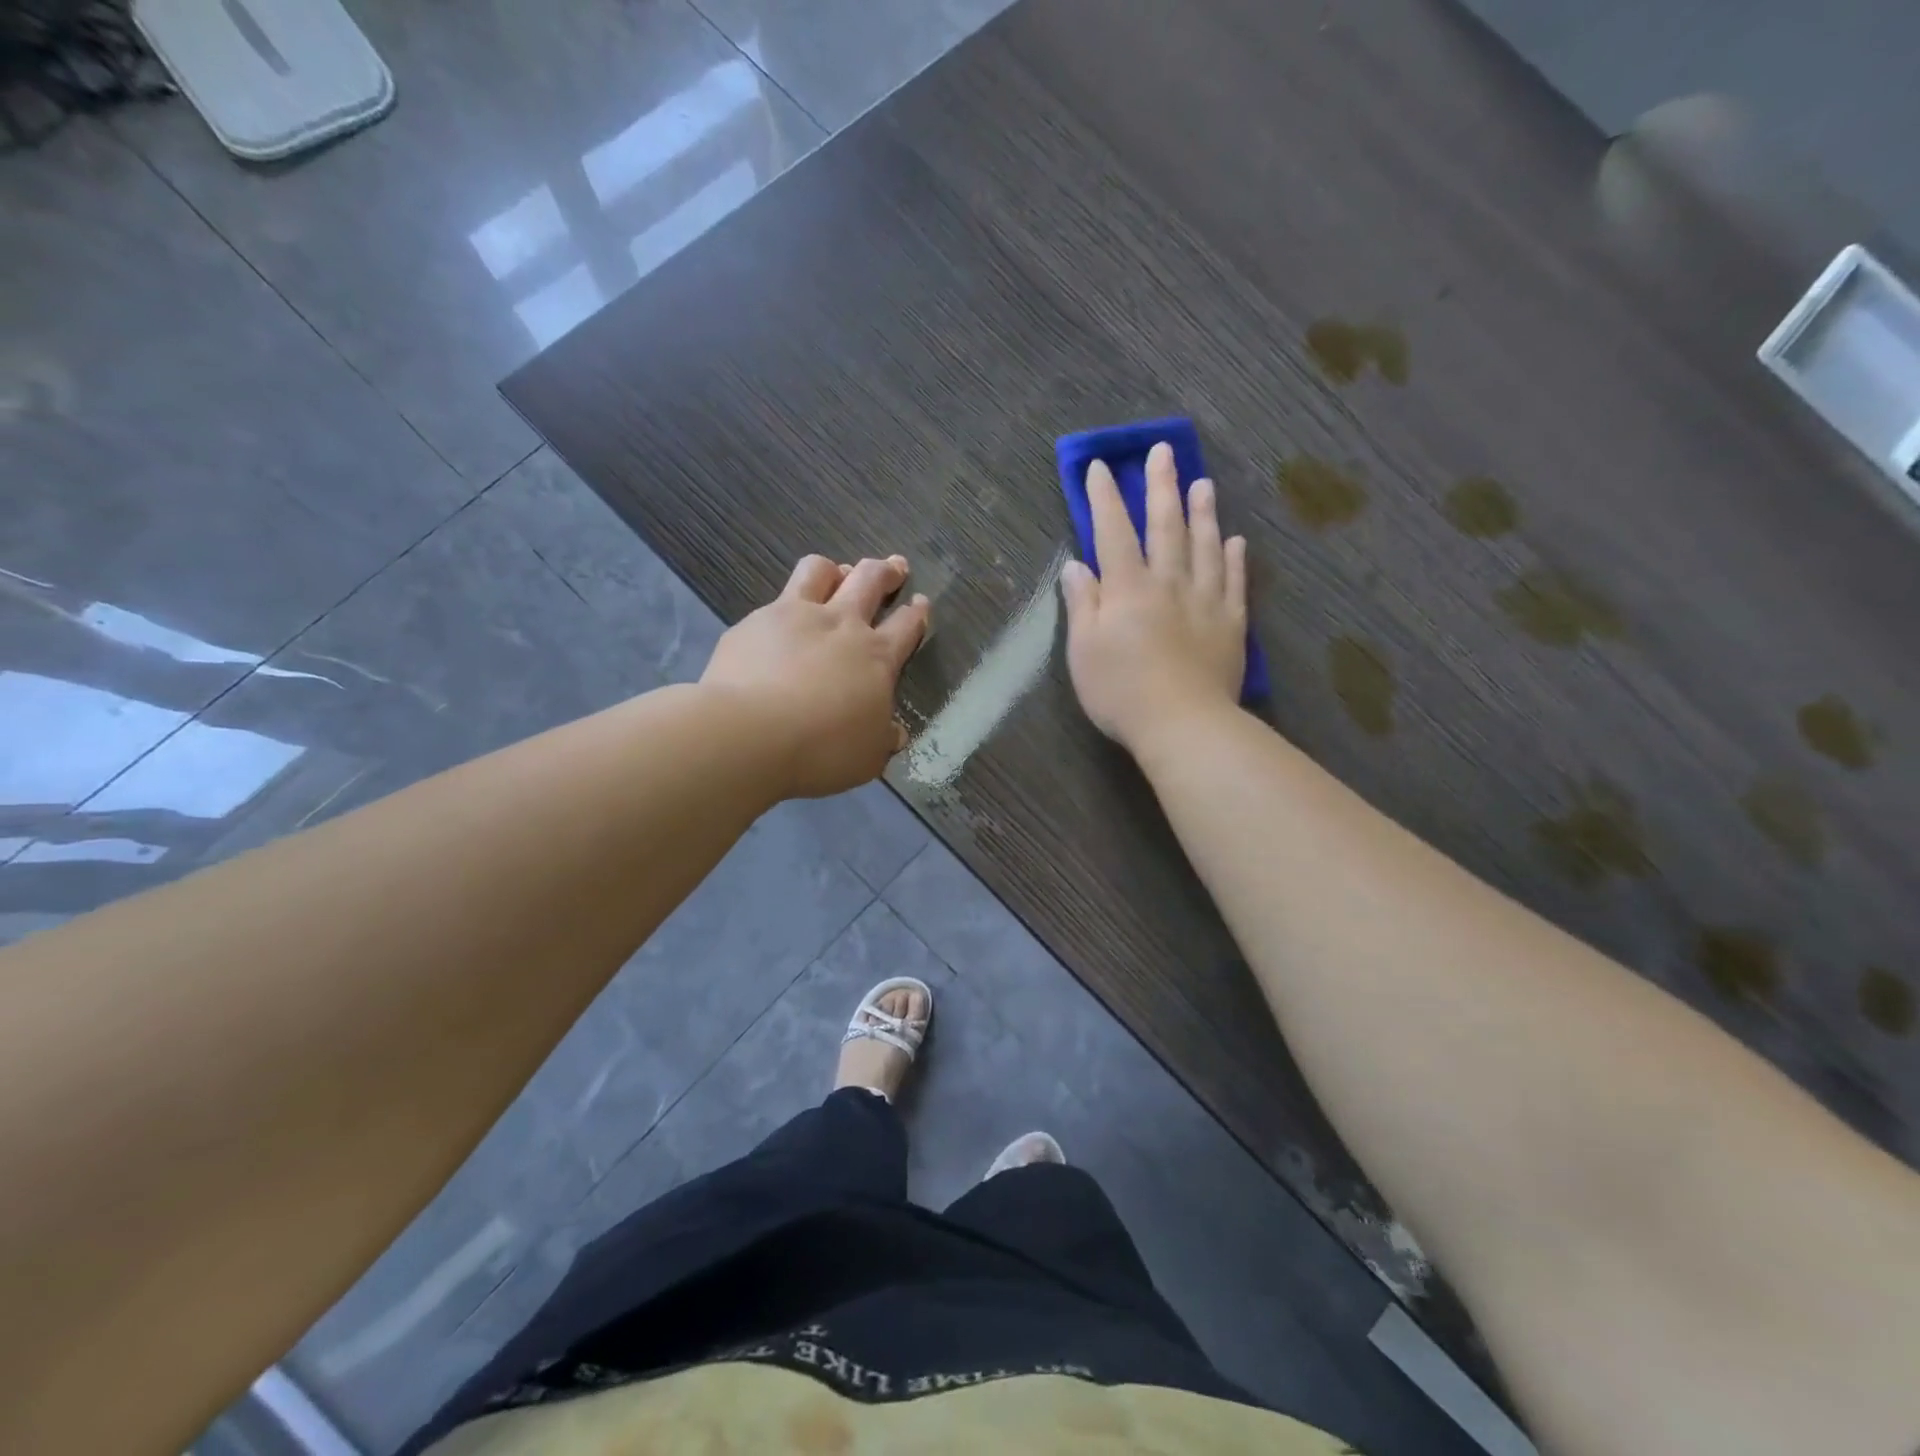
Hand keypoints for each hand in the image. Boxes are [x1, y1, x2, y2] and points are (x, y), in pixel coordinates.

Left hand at [702, 553, 929, 798]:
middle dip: (886, 571)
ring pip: (819, 570)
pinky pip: (775, 600)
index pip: (906, 625)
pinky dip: (785, 606)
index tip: (920, 603)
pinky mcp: (754, 622)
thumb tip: (894, 733)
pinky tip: (778, 624)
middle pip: (870, 580)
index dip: (917, 613)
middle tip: (894, 567)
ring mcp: (795, 616)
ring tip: (836, 574)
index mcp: (876, 657)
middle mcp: (841, 625)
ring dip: (834, 569)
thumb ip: (881, 740)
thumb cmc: (822, 750)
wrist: (750, 734)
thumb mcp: (867, 757)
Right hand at [1061, 443, 1247, 753]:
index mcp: (1127, 589)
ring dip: (1203, 512)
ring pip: (1205, 546)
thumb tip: (1076, 565)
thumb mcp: (1083, 651)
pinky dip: (1234, 558)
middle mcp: (1168, 583)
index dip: (1105, 498)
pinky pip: (1234, 582)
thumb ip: (1082, 604)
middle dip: (1161, 487)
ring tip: (1203, 483)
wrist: (1182, 724)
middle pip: (1165, 526)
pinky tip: (1235, 541)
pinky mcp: (1231, 624)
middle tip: (1164, 451)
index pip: (1113, 532)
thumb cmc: (1121, 692)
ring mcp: (1205, 601)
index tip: (1101, 468)